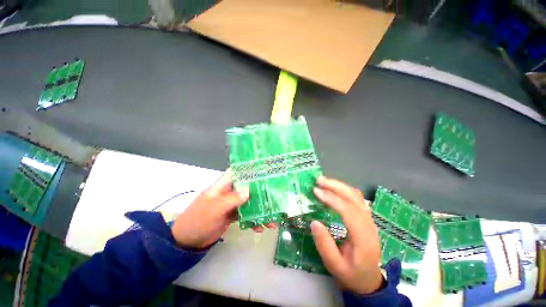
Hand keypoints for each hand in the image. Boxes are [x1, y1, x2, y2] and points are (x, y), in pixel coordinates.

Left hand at [172, 168, 272, 248]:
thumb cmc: (198, 220)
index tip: (264, 170)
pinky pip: (246, 214)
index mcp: (223, 185)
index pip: (237, 172)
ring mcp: (232, 203)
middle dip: (260, 192)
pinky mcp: (233, 214)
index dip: (249, 169)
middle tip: (275, 196)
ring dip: (260, 209)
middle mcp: (229, 192)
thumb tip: (248, 190)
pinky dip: (253, 220)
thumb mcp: (214, 209)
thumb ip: (231, 199)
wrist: (188, 241)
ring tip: (271, 219)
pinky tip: (260, 227)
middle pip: (247, 187)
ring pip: (249, 202)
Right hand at [311, 176, 382, 294]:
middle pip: (355, 198)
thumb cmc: (351, 274)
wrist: (369, 280)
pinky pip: (356, 199)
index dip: (332, 198)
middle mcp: (369, 225)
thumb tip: (314, 222)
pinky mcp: (366, 218)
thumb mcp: (334, 265)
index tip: (316, 191)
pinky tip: (333, 189)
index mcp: (363, 239)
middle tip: (319, 180)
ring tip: (323, 181)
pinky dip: (343, 190)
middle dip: (336, 186)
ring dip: (339, 186)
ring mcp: (369, 220)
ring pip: (356, 196)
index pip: (348, 211)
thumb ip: (324, 244)